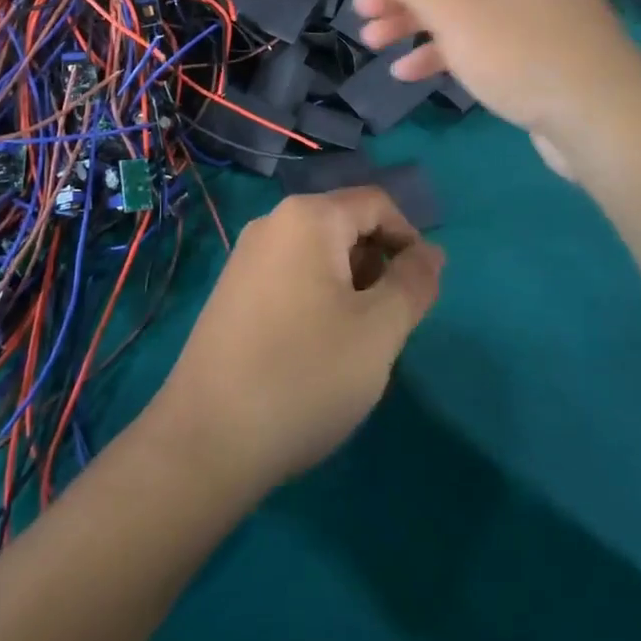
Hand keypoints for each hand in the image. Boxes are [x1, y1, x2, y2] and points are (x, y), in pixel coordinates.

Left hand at [145, 187, 442, 500]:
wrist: (208, 437)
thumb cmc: (306, 374)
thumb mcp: (378, 330)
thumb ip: (413, 283)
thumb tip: (432, 252)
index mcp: (307, 217)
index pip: (376, 203)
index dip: (409, 240)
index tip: (421, 293)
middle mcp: (272, 223)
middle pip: (345, 224)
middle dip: (377, 265)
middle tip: (386, 326)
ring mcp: (246, 256)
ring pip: (318, 253)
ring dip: (350, 286)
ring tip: (353, 344)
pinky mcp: (232, 290)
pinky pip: (291, 275)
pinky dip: (318, 298)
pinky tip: (315, 350)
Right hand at [350, 0, 640, 173]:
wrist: (604, 119)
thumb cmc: (521, 51)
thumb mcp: (452, 10)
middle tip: (363, 13)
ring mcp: (530, 1)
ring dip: (413, 18)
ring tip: (373, 42)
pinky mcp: (533, 40)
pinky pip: (478, 31)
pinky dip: (443, 46)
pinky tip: (408, 72)